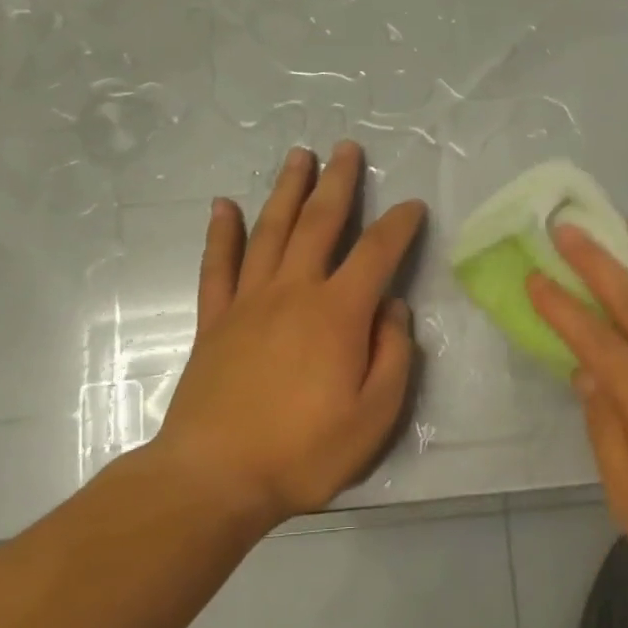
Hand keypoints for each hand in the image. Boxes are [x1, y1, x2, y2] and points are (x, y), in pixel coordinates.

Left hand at [137, 142, 425, 534]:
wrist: (216, 478)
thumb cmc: (305, 451)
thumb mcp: (375, 416)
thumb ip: (393, 356)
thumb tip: (393, 309)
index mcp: (339, 314)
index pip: (377, 253)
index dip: (399, 225)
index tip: (412, 206)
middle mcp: (293, 292)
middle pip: (319, 223)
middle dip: (338, 183)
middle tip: (347, 149)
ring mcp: (248, 303)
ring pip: (270, 231)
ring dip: (287, 191)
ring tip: (298, 157)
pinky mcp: (214, 322)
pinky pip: (218, 266)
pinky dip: (221, 234)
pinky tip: (223, 206)